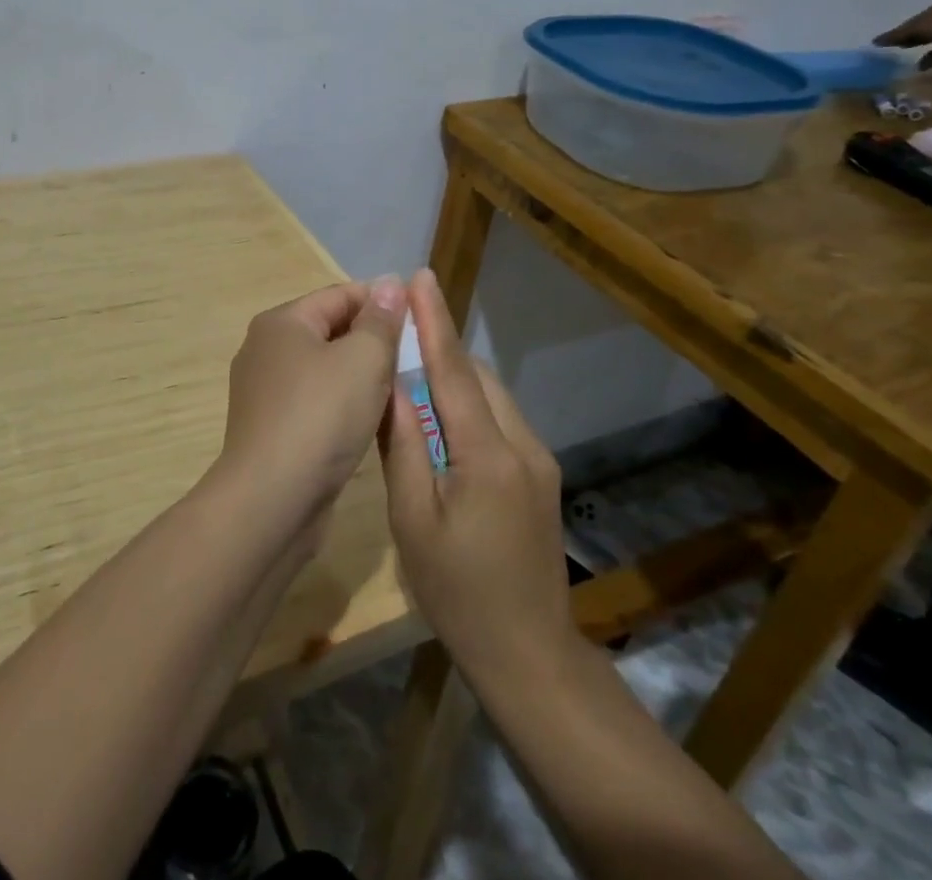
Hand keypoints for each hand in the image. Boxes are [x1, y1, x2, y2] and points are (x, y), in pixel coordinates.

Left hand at [215, 277, 407, 528]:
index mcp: (282, 322)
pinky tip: (368, 422)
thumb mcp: (363, 360)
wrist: (271, 500)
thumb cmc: (320, 417)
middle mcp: (265, 349)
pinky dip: (342, 405)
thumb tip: (389, 283)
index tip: (421, 321)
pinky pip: (315, 402)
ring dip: (360, 376)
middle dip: (373, 340)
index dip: (382, 302)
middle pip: (330, 330)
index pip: (340, 295)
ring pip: (325, 370)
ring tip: (399, 390)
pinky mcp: (271, 428)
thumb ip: (380, 320)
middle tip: (414, 359)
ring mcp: (264, 391)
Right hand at [379, 269, 571, 675]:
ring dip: (454, 377)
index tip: (419, 277)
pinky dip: (470, 405)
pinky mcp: (541, 476)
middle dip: (439, 347)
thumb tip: (390, 386)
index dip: (434, 320)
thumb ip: (401, 446)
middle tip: (399, 330)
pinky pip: (500, 420)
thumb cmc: (458, 592)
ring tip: (412, 374)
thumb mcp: (412, 520)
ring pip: (491, 396)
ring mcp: (538, 460)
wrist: (530, 654)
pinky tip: (442, 422)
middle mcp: (522, 444)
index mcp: (487, 454)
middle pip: (476, 376)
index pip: (453, 370)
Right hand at [874, 0, 931, 67]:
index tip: (874, 45)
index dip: (888, 39)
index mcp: (926, 21)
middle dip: (905, 35)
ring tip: (913, 45)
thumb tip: (919, 64)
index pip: (901, 32)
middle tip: (892, 45)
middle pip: (915, 26)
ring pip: (930, 25)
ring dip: (922, 34)